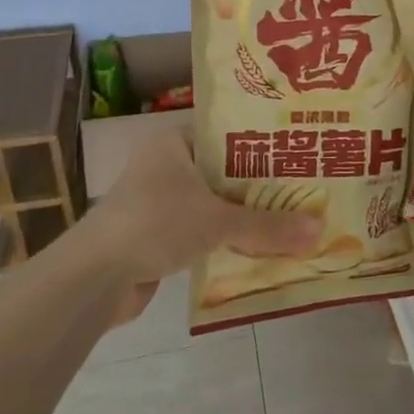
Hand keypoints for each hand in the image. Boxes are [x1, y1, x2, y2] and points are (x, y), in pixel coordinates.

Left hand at [69, 129, 320, 322]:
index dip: (264, 145)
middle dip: (260, 187)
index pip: (228, 134)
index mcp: (174, 144)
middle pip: (224, 173)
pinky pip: (201, 233)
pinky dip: (225, 241)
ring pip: (213, 206)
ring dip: (244, 217)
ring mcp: (157, 204)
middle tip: (306, 190)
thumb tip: (320, 230)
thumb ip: (269, 226)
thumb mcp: (219, 221)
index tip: (299, 154)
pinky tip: (259, 250)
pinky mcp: (155, 237)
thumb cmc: (155, 225)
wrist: (92, 279)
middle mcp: (165, 167)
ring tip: (291, 220)